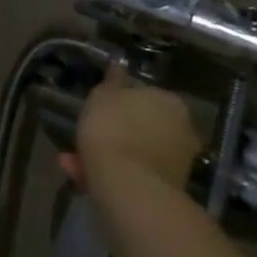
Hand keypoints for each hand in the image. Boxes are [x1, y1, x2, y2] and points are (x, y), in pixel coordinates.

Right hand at [59, 66, 204, 193]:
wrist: (128, 186)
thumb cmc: (113, 129)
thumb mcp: (103, 95)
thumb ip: (112, 81)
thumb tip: (119, 66)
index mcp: (170, 101)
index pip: (145, 96)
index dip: (118, 103)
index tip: (98, 111)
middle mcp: (183, 130)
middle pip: (141, 127)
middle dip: (112, 133)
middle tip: (85, 138)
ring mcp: (178, 162)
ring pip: (135, 153)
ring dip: (108, 155)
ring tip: (74, 162)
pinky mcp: (168, 190)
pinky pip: (135, 175)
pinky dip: (113, 174)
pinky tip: (85, 178)